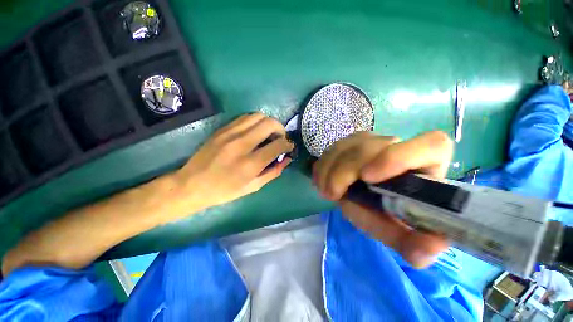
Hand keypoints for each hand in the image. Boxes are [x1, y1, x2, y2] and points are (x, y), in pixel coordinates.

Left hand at [175, 113, 293, 210]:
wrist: (192, 184)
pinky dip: (255, 122)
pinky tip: (254, 132)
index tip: (289, 146)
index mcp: (250, 163)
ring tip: (268, 134)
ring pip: (258, 116)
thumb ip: (273, 172)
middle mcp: (241, 144)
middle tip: (280, 138)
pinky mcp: (222, 129)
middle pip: (269, 123)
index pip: (278, 144)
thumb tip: (287, 159)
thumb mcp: (253, 187)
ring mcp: (230, 133)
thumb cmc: (225, 191)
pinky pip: (245, 117)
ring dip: (268, 123)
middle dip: (281, 129)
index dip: (288, 144)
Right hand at [313, 131, 453, 267]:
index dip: (397, 157)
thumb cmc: (390, 211)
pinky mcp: (350, 142)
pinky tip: (322, 181)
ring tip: (326, 191)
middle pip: (369, 147)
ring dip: (329, 169)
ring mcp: (370, 140)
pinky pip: (332, 149)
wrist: (372, 194)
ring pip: (345, 146)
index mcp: (426, 163)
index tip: (367, 179)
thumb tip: (424, 253)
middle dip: (344, 172)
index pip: (430, 145)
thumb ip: (412, 242)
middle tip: (332, 195)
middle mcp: (398, 145)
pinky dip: (323, 166)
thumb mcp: (400, 230)